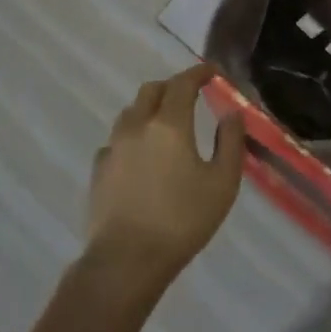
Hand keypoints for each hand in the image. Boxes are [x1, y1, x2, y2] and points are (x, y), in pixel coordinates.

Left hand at [86, 65, 245, 293]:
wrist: (126, 261)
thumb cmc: (182, 221)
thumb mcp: (222, 183)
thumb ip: (230, 142)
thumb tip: (232, 113)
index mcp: (169, 124)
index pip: (183, 83)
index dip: (198, 72)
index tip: (211, 71)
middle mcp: (137, 126)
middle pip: (151, 90)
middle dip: (172, 86)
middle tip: (189, 96)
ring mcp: (113, 147)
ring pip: (130, 113)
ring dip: (149, 108)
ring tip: (164, 122)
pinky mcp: (98, 170)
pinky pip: (115, 140)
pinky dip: (131, 137)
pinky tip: (139, 155)